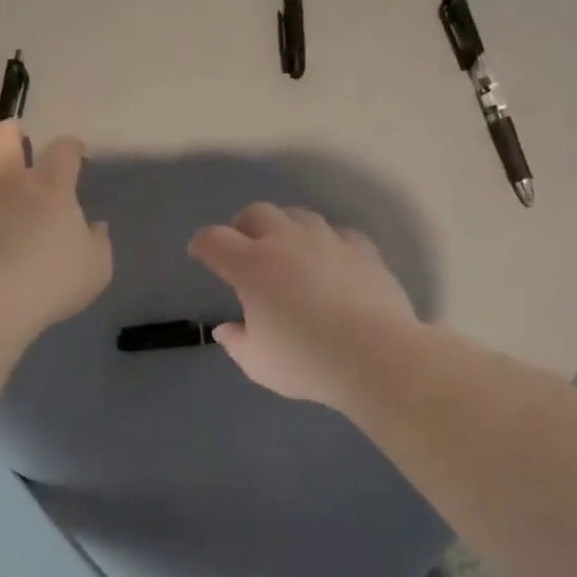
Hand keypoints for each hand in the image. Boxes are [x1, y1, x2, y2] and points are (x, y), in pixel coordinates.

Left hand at [0, 120, 112, 336]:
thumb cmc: (51, 281)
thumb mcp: (96, 268)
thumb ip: (97, 242)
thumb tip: (94, 226)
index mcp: (51, 186)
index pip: (64, 149)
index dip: (72, 147)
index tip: (76, 154)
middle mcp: (9, 180)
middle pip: (6, 136)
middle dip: (13, 132)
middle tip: (18, 139)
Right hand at [188, 203, 416, 408]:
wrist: (376, 355)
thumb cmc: (306, 362)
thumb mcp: (259, 364)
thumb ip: (237, 343)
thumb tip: (225, 329)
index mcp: (251, 266)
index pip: (214, 240)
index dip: (202, 244)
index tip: (200, 252)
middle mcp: (285, 242)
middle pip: (257, 213)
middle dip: (243, 226)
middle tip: (245, 248)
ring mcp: (327, 241)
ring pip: (299, 215)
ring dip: (286, 228)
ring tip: (289, 250)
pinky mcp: (362, 249)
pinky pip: (338, 233)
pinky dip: (327, 242)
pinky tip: (331, 260)